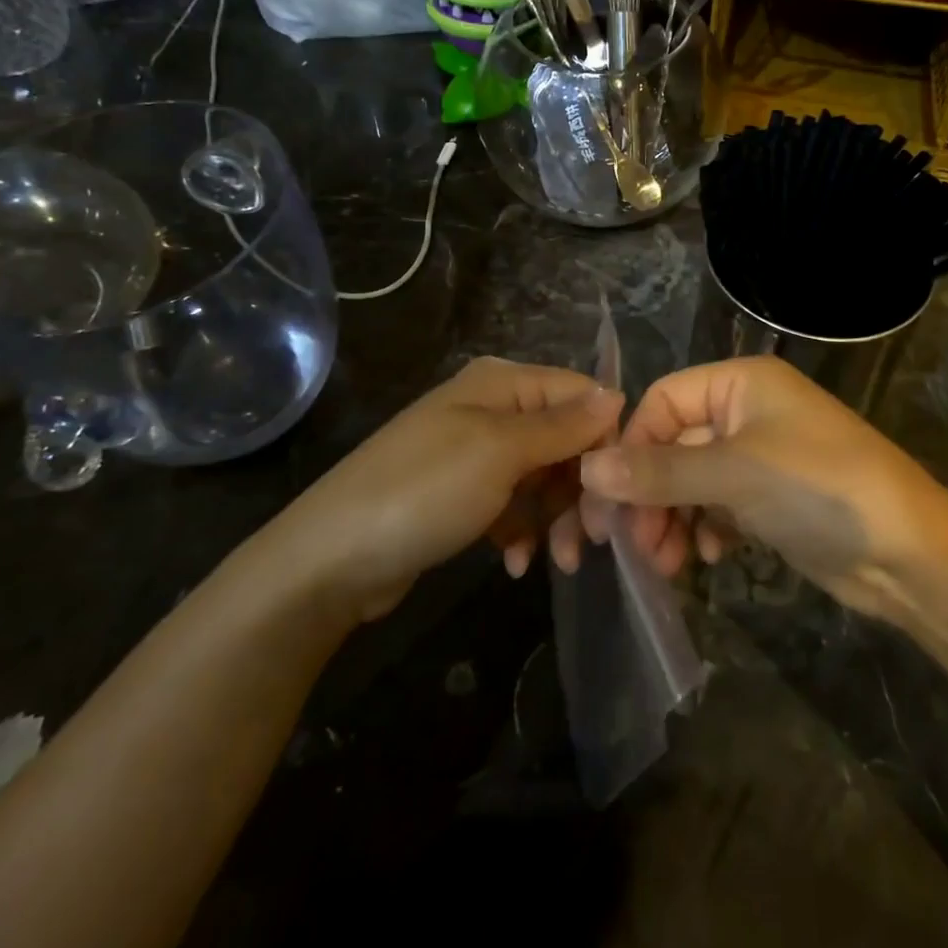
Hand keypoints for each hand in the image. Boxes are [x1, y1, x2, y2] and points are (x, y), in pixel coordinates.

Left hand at [270, 357, 622, 620]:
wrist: (330, 560)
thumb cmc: (424, 492)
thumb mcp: (500, 452)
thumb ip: (563, 424)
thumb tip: (617, 393)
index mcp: (501, 383)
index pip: (580, 395)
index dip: (604, 439)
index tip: (617, 492)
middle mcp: (491, 409)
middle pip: (565, 439)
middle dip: (581, 488)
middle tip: (591, 538)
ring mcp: (474, 454)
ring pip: (543, 477)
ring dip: (556, 518)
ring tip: (559, 562)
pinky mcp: (461, 496)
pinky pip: (512, 505)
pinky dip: (522, 532)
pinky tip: (516, 564)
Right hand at [576, 356, 947, 615]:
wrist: (910, 555)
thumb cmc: (819, 489)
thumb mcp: (733, 474)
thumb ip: (658, 472)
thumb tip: (588, 469)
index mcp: (741, 383)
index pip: (662, 401)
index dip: (632, 446)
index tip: (609, 497)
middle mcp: (748, 412)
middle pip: (674, 445)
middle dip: (651, 494)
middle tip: (632, 544)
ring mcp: (760, 457)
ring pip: (692, 481)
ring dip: (672, 518)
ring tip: (666, 562)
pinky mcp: (771, 499)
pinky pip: (717, 506)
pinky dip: (705, 528)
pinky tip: (710, 556)